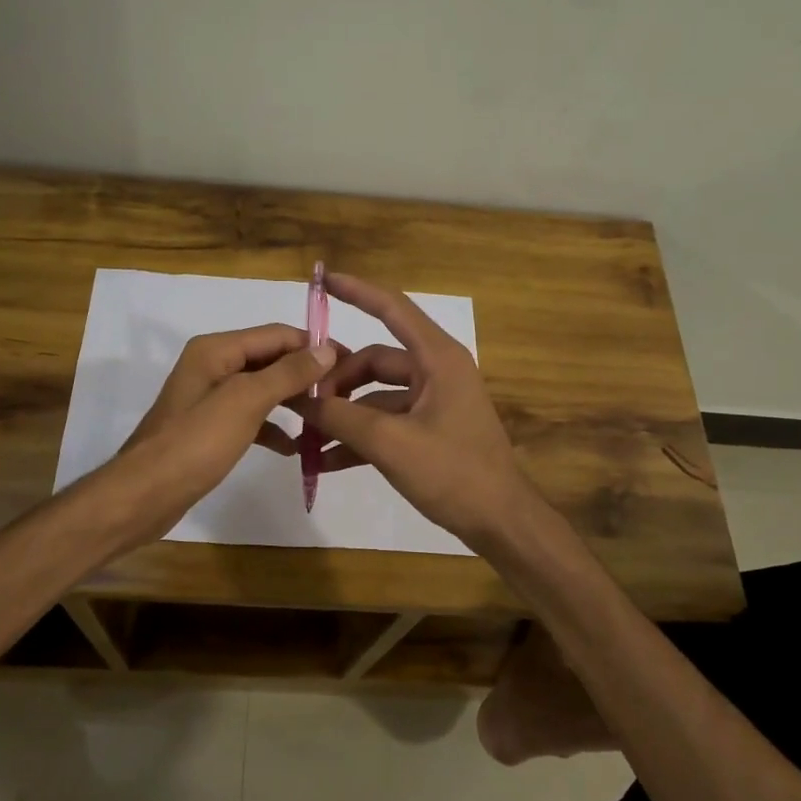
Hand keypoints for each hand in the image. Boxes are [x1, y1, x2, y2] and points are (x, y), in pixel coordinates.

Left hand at [103, 324, 336, 547]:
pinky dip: (272, 427)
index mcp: (216, 350)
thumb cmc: (195, 443)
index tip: (351, 365)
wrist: (145, 495)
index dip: (313, 346)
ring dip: (292, 400)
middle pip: (270, 359)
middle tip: (343, 394)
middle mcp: (212, 365)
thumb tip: (326, 350)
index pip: (277, 334)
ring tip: (326, 417)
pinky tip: (294, 447)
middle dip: (305, 374)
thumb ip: (286, 373)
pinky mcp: (210, 427)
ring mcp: (209, 397)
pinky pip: (250, 417)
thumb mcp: (245, 402)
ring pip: (262, 389)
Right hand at [290, 272, 536, 549]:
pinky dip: (359, 436)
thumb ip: (341, 417)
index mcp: (437, 359)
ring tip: (306, 436)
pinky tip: (325, 461)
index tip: (322, 279)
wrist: (500, 521)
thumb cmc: (453, 472)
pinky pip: (385, 422)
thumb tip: (300, 399)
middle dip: (337, 380)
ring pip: (375, 395)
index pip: (392, 308)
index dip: (357, 291)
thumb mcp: (390, 443)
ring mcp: (433, 402)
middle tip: (303, 404)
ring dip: (343, 413)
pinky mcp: (429, 430)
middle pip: (374, 360)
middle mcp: (436, 372)